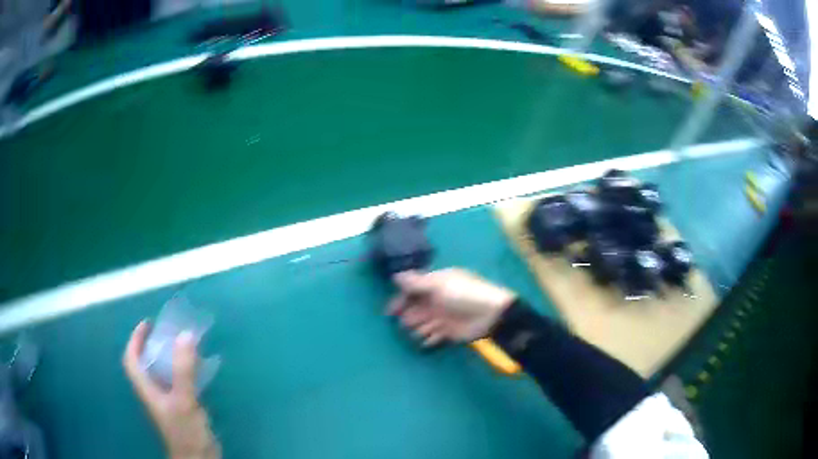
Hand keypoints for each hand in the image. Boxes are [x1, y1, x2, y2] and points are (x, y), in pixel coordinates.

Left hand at [123, 322, 220, 458]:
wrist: (198, 458)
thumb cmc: (185, 431)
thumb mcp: (184, 400)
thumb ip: (183, 370)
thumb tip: (185, 335)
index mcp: (147, 389)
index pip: (131, 360)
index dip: (135, 340)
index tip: (147, 324)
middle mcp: (154, 393)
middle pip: (145, 364)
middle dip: (151, 345)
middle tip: (166, 332)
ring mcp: (167, 401)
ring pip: (161, 373)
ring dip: (168, 357)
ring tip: (181, 345)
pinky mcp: (181, 408)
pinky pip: (177, 382)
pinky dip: (182, 371)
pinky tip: (196, 369)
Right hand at [387, 269, 514, 345]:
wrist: (490, 314)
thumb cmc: (463, 295)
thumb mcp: (439, 284)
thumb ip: (416, 282)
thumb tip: (395, 276)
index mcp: (434, 284)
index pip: (411, 290)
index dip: (400, 299)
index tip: (390, 311)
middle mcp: (435, 299)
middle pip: (413, 308)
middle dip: (408, 315)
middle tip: (411, 321)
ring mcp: (441, 316)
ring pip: (420, 323)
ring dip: (418, 328)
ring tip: (425, 329)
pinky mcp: (447, 331)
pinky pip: (431, 336)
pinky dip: (427, 339)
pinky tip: (428, 340)